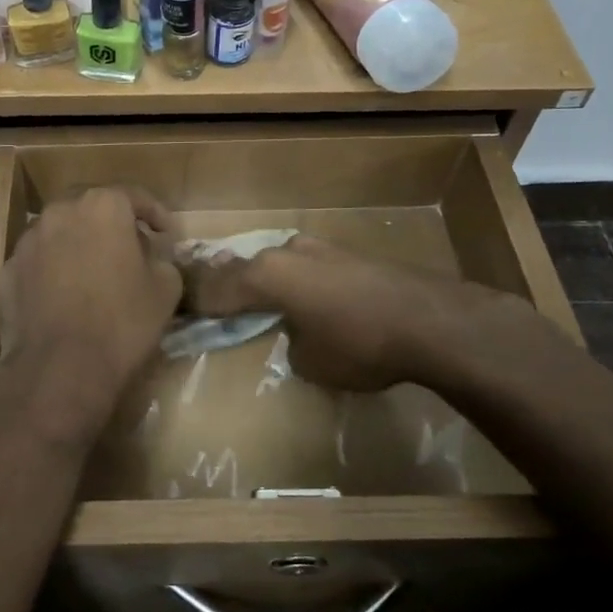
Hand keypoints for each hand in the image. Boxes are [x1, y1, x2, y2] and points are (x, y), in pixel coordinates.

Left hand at [0, 187, 181, 392]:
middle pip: (90, 208)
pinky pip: (38, 263)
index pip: (135, 196)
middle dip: (111, 223)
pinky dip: (52, 272)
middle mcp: (59, 212)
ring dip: (78, 245)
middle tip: (128, 247)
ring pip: (59, 233)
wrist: (58, 367)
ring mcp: (27, 241)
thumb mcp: (165, 289)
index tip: (167, 233)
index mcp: (102, 207)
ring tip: (92, 274)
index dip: (156, 213)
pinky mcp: (7, 272)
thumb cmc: (121, 322)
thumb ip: (162, 260)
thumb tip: (151, 258)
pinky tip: (63, 299)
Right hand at [181, 237, 552, 392]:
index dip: (194, 302)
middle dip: (225, 286)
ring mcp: (319, 248)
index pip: (214, 288)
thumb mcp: (311, 363)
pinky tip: (300, 296)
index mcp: (265, 275)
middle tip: (208, 302)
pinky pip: (305, 267)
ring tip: (252, 299)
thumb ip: (290, 345)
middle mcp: (285, 252)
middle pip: (242, 269)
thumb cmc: (360, 344)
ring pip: (275, 264)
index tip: (178, 311)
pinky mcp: (347, 253)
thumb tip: (297, 335)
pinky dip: (294, 282)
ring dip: (262, 281)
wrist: (434, 321)